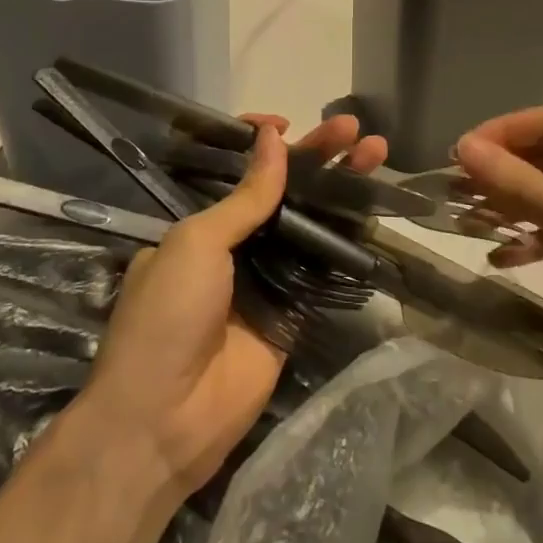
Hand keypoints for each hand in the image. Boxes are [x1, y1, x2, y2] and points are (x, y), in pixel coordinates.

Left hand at [82, 114, 386, 498]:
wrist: (165, 418)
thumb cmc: (168, 315)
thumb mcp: (197, 243)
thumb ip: (245, 197)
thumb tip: (272, 138)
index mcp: (201, 224)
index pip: (240, 171)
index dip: (265, 145)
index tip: (289, 123)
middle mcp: (236, 245)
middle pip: (285, 190)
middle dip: (319, 156)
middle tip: (356, 129)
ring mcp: (267, 277)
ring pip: (311, 222)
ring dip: (341, 189)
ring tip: (376, 153)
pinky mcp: (294, 311)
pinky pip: (324, 267)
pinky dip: (348, 237)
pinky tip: (374, 206)